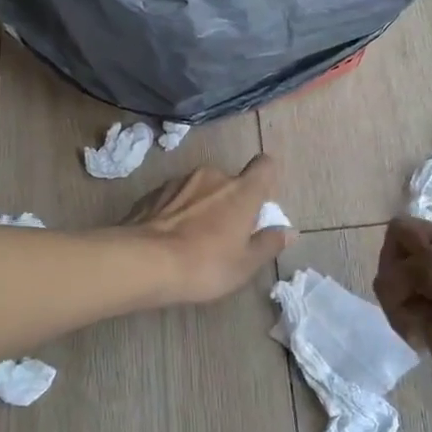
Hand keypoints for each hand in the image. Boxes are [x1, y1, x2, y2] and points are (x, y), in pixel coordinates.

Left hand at [124, 154, 291, 304]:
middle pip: (230, 182)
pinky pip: (174, 199)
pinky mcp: (152, 193)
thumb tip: (288, 231)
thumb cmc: (205, 265)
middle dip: (229, 201)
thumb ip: (268, 244)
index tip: (260, 203)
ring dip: (201, 206)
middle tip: (224, 234)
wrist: (143, 263)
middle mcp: (212, 176)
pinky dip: (176, 212)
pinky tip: (168, 239)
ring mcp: (178, 182)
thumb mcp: (245, 264)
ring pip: (199, 189)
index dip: (265, 179)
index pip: (264, 166)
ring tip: (192, 239)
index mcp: (241, 191)